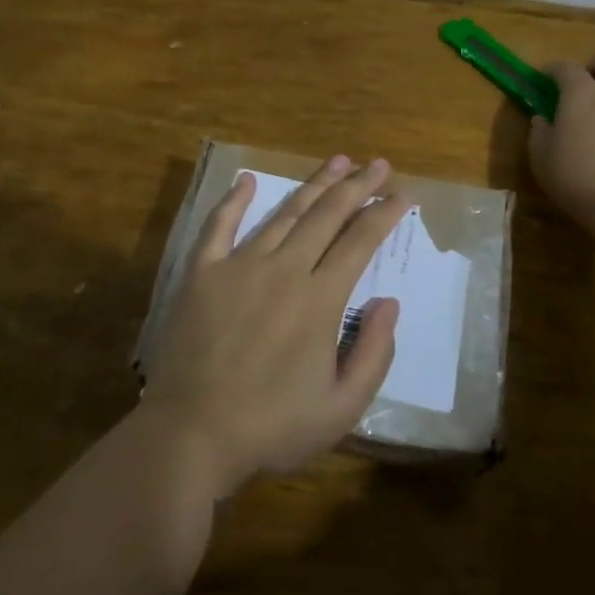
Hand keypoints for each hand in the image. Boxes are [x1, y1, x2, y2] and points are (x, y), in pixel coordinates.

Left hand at [140, 156, 407, 494]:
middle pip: (326, 216)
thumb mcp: (342, 408)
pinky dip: (234, 201)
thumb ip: (374, 353)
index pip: (360, 243)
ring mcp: (238, 266)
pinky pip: (219, 226)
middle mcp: (283, 270)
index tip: (402, 195)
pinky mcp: (202, 273)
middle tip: (377, 164)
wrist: (191, 434)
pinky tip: (246, 180)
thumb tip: (389, 302)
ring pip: (283, 214)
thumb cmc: (271, 428)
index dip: (384, 215)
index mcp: (320, 300)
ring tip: (336, 161)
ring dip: (313, 185)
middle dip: (357, 187)